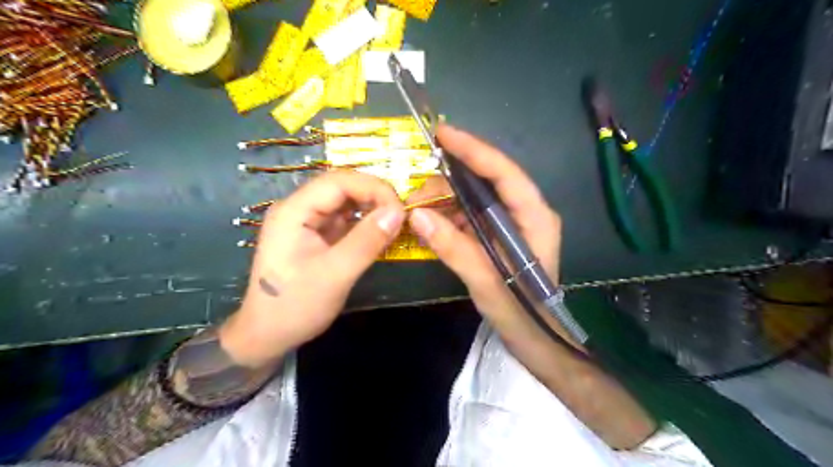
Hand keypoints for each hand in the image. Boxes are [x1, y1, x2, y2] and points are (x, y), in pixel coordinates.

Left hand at [219, 171, 405, 368]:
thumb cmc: (296, 306)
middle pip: (342, 187)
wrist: (268, 335)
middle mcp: (299, 209)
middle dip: (375, 196)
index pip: (338, 181)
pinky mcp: (317, 235)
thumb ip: (366, 241)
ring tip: (396, 223)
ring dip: (372, 208)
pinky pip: (346, 220)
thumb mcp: (335, 275)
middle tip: (402, 216)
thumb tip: (398, 212)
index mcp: (294, 211)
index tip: (400, 209)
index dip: (373, 188)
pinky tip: (382, 232)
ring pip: (346, 202)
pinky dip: (366, 223)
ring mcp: (307, 222)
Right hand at [408, 124, 561, 333]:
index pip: (504, 172)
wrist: (535, 338)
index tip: (443, 134)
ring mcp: (512, 224)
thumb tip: (417, 216)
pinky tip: (431, 226)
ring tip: (418, 213)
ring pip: (475, 199)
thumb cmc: (520, 312)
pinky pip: (472, 217)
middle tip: (417, 192)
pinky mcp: (500, 236)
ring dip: (446, 202)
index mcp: (534, 217)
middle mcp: (526, 212)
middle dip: (450, 183)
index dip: (473, 150)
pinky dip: (450, 218)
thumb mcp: (485, 281)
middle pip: (486, 182)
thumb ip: (453, 248)